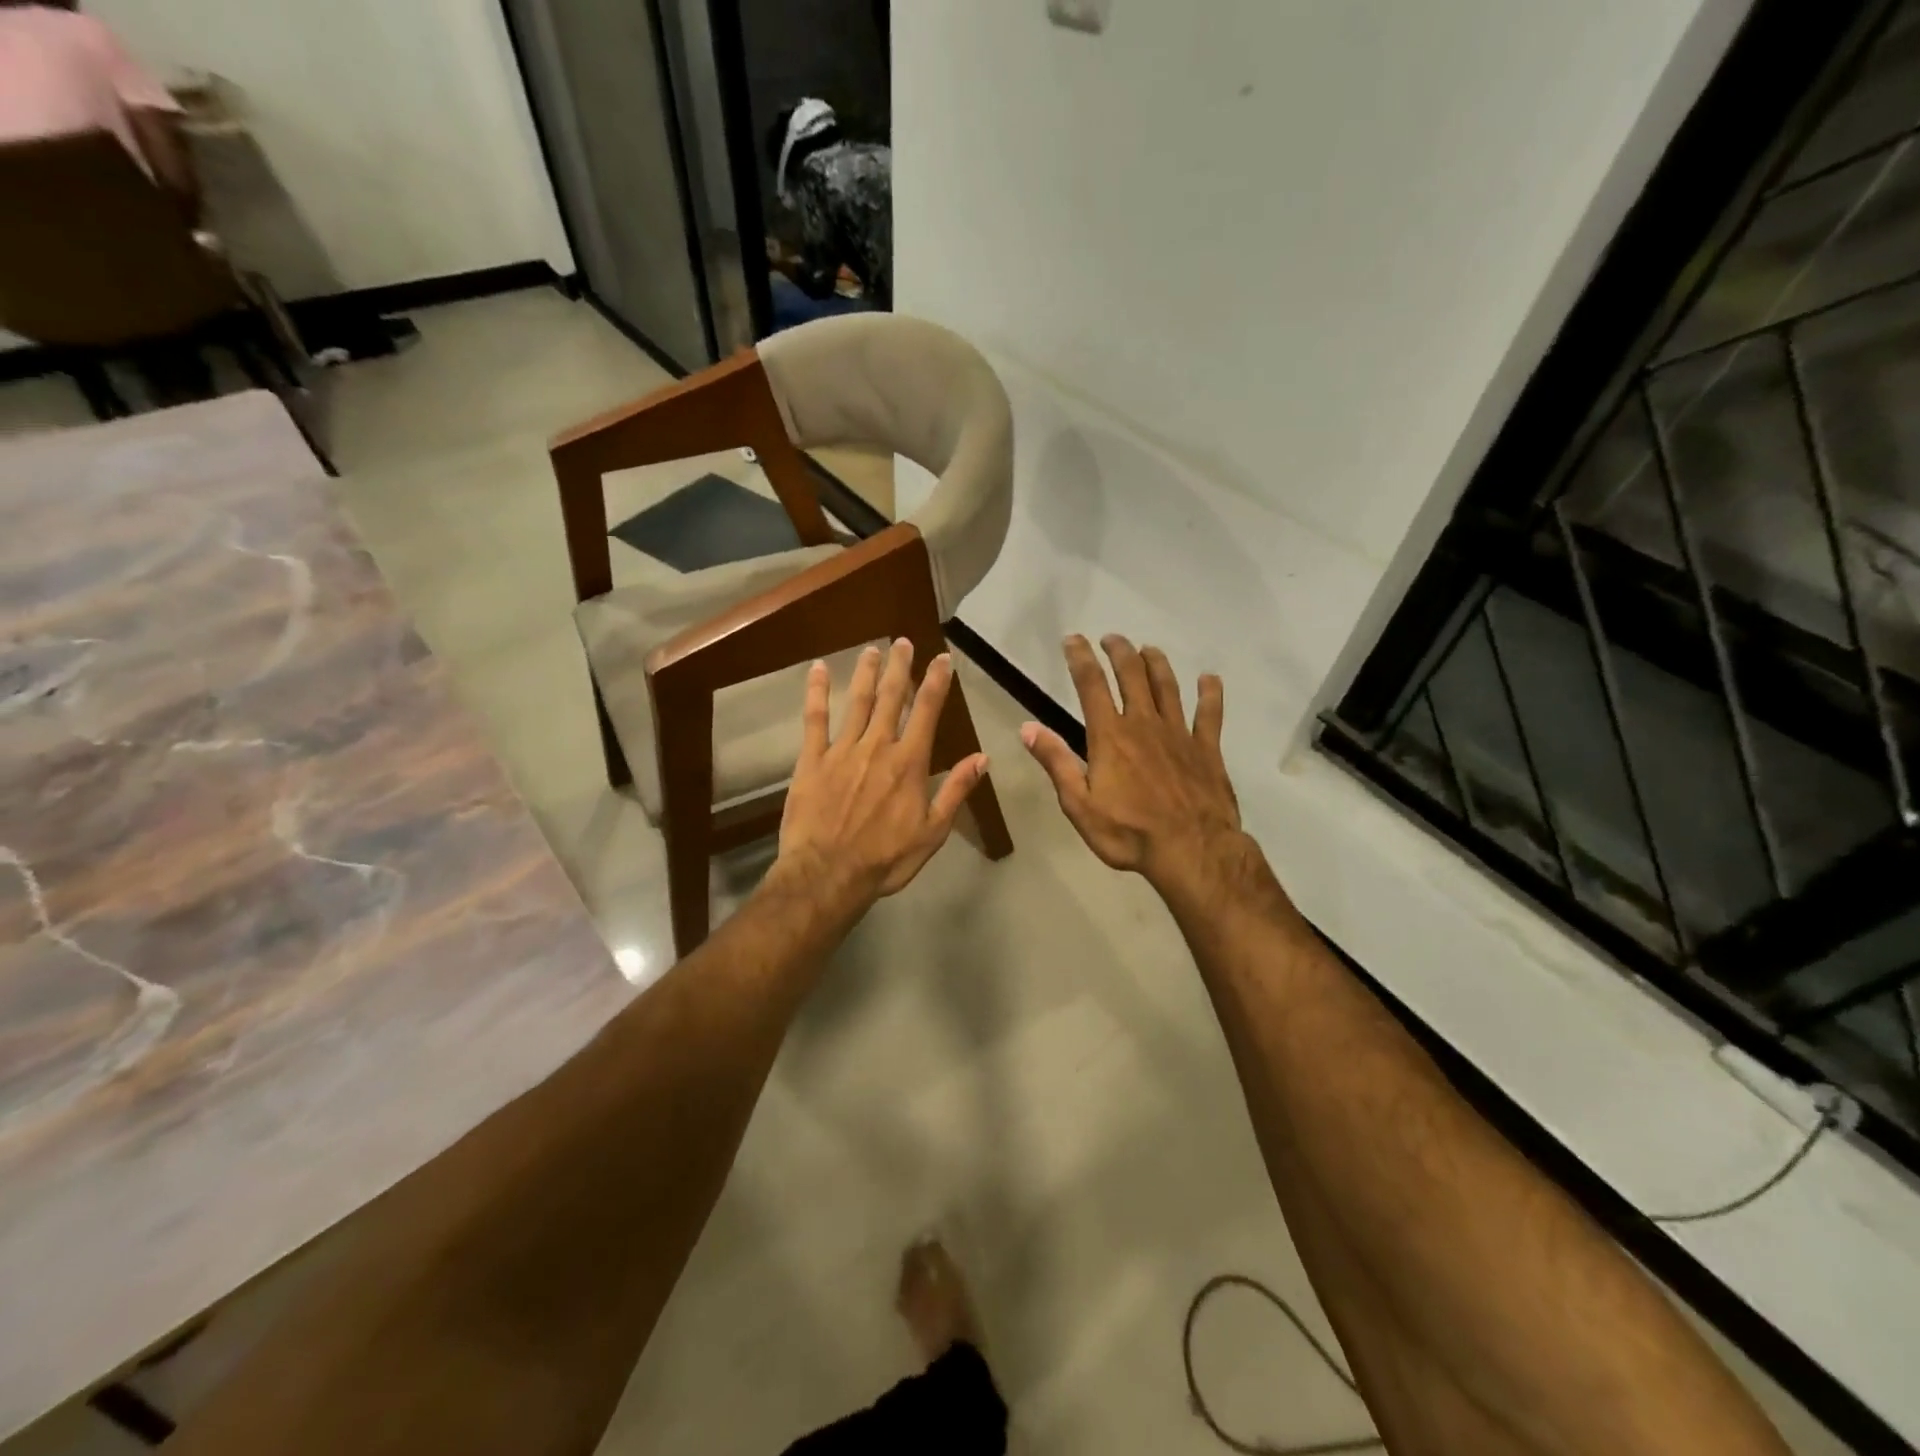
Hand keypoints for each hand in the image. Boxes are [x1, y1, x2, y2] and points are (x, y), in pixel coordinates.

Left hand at [775, 639, 988, 913]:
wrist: (828, 874)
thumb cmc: (885, 859)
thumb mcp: (933, 832)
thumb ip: (956, 791)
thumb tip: (983, 757)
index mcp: (909, 763)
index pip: (927, 712)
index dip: (936, 682)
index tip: (942, 659)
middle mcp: (878, 747)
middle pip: (891, 697)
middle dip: (900, 667)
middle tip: (902, 642)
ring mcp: (842, 750)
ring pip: (857, 702)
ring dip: (866, 673)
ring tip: (872, 649)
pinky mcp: (812, 760)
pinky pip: (814, 719)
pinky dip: (816, 692)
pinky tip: (817, 669)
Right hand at [1022, 635, 1243, 893]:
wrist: (1191, 850)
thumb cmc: (1128, 832)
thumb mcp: (1079, 804)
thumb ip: (1056, 762)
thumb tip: (1027, 728)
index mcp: (1110, 735)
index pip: (1091, 685)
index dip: (1080, 658)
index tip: (1073, 640)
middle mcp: (1144, 724)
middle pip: (1132, 675)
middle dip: (1120, 652)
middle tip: (1112, 638)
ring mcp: (1179, 734)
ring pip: (1167, 686)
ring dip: (1156, 663)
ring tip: (1149, 649)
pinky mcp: (1206, 749)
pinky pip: (1209, 714)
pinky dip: (1210, 694)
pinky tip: (1209, 679)